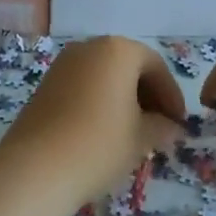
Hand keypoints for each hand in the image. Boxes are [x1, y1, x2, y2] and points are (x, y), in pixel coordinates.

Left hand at [1, 37, 185, 202]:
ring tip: (133, 132)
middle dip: (148, 95)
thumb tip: (171, 128)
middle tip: (160, 127)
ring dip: (123, 99)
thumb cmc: (99, 144)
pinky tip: (104, 132)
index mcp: (118, 50)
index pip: (155, 66)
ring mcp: (64, 64)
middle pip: (128, 66)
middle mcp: (89, 47)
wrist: (36, 168)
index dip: (171, 95)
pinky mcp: (46, 84)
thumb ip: (162, 127)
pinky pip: (83, 86)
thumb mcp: (141, 138)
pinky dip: (100, 102)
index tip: (179, 123)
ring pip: (104, 76)